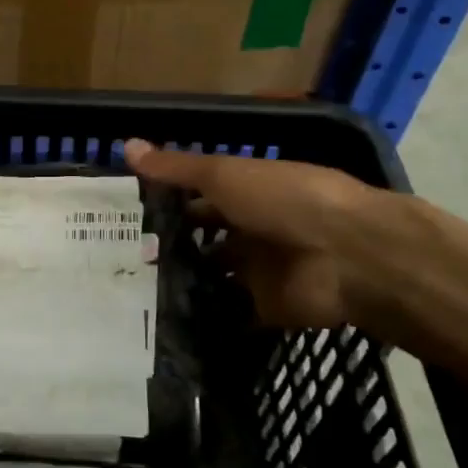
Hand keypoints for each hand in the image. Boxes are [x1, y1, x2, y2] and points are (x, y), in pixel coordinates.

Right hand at [125, 138, 376, 329]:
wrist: (348, 255)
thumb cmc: (284, 200)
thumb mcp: (223, 175)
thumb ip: (176, 168)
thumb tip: (125, 145)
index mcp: (247, 191)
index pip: (199, 196)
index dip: (166, 202)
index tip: (123, 214)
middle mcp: (252, 228)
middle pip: (206, 237)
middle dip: (170, 245)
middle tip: (119, 257)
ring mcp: (260, 270)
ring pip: (215, 275)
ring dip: (186, 281)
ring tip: (131, 290)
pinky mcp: (266, 307)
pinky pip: (232, 313)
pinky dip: (207, 317)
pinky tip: (166, 323)